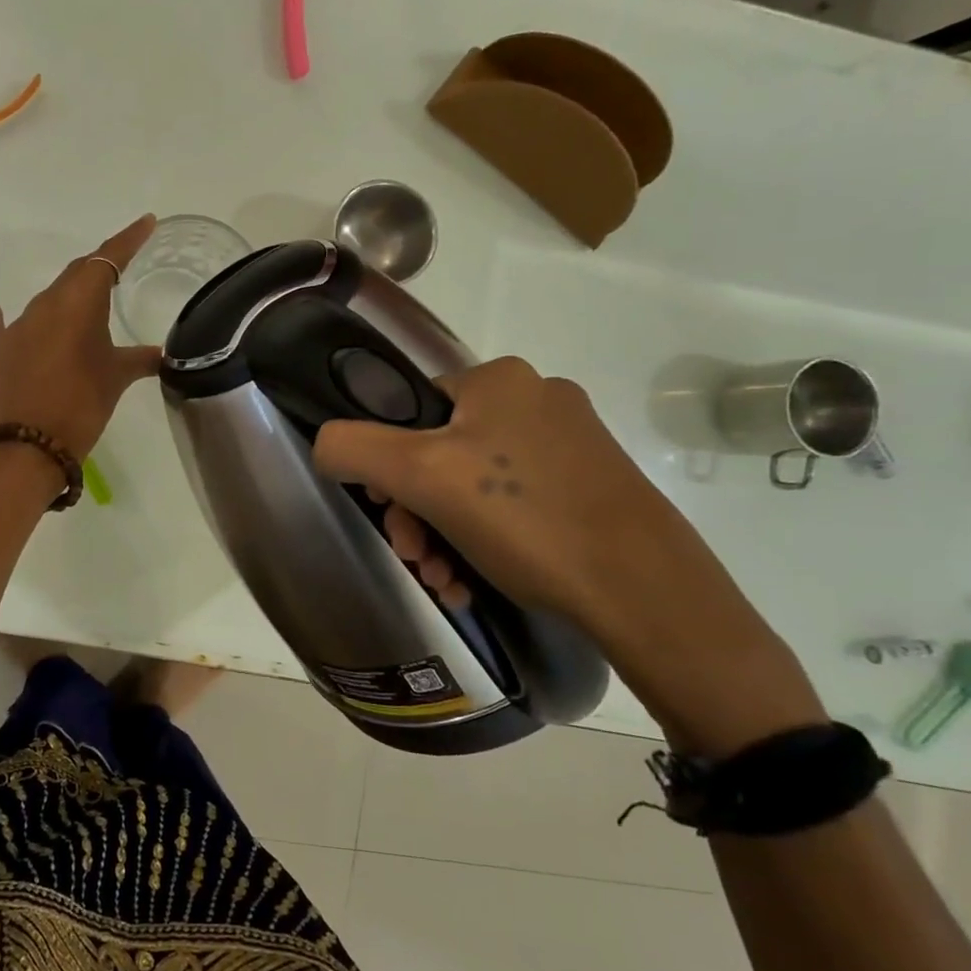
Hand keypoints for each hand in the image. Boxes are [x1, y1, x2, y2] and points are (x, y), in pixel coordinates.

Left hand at [0, 216, 162, 458]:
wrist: (30, 445)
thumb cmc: (82, 405)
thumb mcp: (117, 379)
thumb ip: (142, 359)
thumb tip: (167, 355)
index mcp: (78, 303)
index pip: (107, 259)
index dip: (128, 240)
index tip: (147, 223)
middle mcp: (45, 305)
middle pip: (75, 275)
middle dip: (99, 268)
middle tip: (120, 267)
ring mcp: (16, 326)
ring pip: (47, 300)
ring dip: (66, 299)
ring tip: (84, 307)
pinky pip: (2, 325)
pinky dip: (7, 318)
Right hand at [312, 358, 825, 752]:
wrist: (646, 591)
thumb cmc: (524, 519)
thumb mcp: (419, 476)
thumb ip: (352, 447)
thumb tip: (324, 443)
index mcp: (498, 378)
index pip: (409, 412)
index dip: (387, 467)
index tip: (390, 518)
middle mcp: (536, 398)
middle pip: (439, 453)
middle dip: (416, 514)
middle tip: (417, 561)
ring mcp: (570, 444)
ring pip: (473, 485)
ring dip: (443, 535)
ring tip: (446, 582)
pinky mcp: (591, 486)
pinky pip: (512, 505)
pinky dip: (483, 541)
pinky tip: (475, 582)